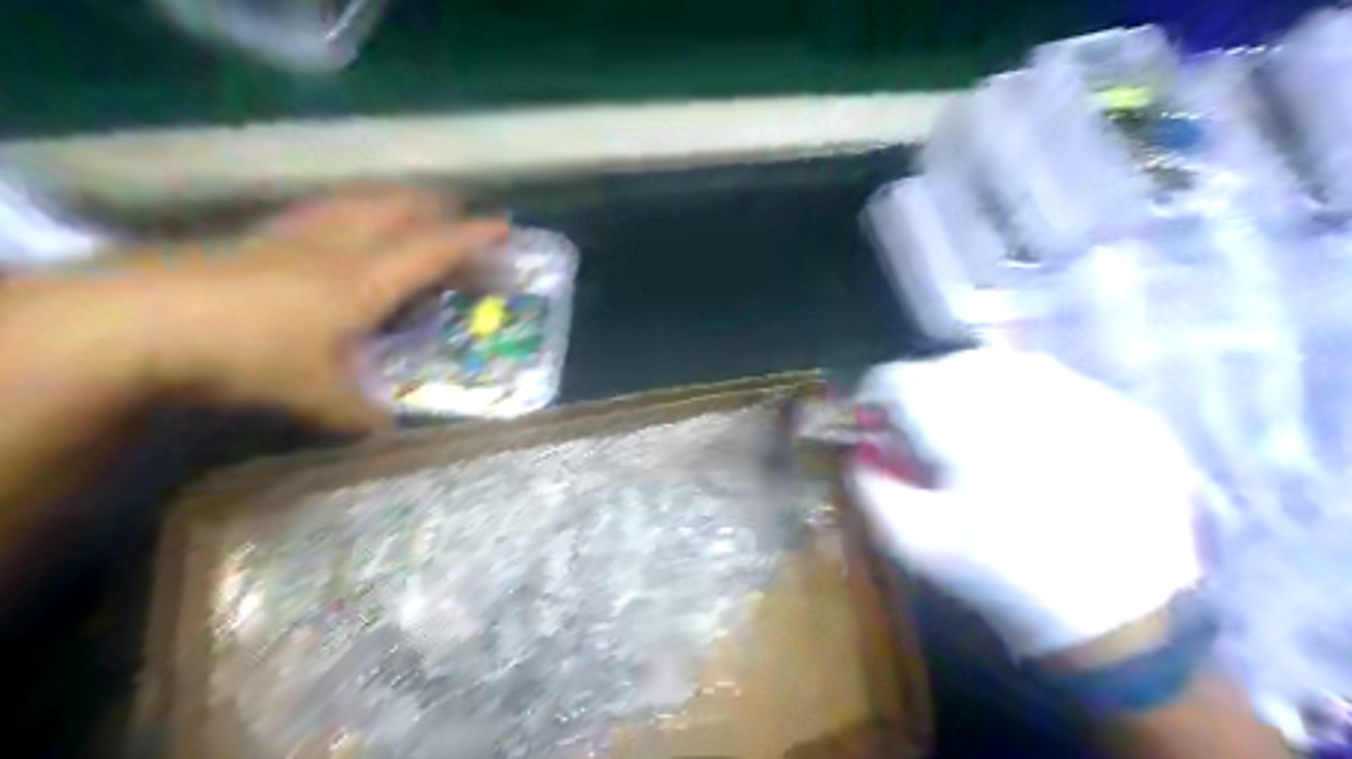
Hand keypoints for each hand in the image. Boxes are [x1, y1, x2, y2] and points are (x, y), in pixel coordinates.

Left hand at [0, 189, 505, 432]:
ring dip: (389, 202)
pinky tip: (334, 228)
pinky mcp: (256, 239)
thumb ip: (358, 414)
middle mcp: (337, 249)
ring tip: (406, 209)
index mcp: (365, 281)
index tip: (504, 226)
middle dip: (432, 206)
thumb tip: (387, 433)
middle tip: (456, 213)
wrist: (144, 320)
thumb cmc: (250, 353)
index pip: (432, 251)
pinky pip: (318, 214)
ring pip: (355, 204)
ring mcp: (293, 238)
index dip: (472, 237)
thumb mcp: (316, 396)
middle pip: (395, 210)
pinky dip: (343, 212)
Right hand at [841, 348, 1202, 658]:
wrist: (1127, 620)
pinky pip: (1055, 382)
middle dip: (923, 393)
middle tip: (923, 433)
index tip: (873, 424)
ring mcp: (1084, 396)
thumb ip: (871, 486)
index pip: (896, 380)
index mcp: (967, 425)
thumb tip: (860, 448)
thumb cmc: (1004, 576)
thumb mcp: (916, 543)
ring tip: (974, 431)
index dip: (873, 399)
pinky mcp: (1124, 411)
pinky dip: (1024, 399)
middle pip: (948, 365)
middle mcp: (1025, 393)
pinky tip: (1028, 439)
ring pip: (1003, 366)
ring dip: (973, 389)